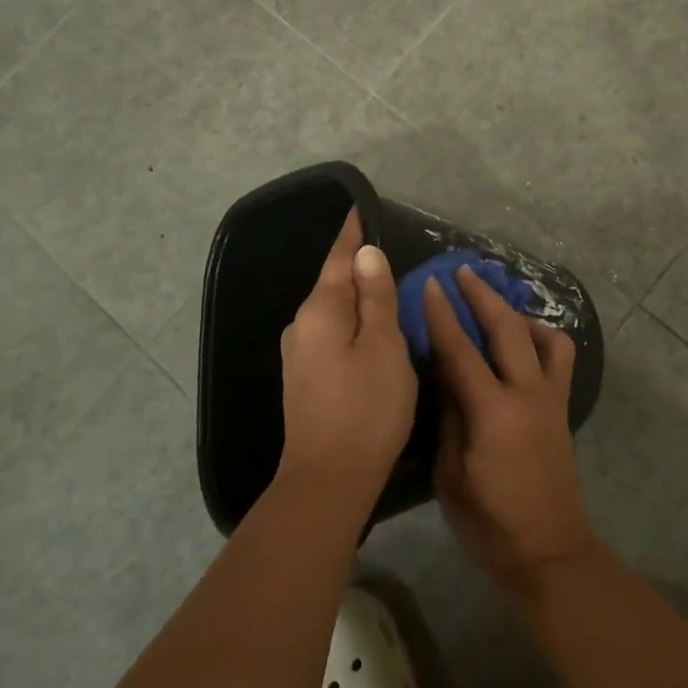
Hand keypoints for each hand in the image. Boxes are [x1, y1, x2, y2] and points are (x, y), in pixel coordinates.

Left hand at [279, 210, 416, 495]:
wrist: (328, 480)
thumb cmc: (366, 408)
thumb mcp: (384, 346)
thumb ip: (376, 297)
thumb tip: (366, 253)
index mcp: (321, 311)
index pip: (338, 258)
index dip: (352, 233)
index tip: (361, 208)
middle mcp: (302, 325)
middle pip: (333, 283)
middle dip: (357, 264)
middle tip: (387, 247)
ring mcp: (299, 354)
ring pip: (333, 310)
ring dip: (356, 295)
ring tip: (385, 285)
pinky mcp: (304, 378)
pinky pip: (331, 333)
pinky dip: (352, 322)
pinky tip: (369, 329)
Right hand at [425, 267, 595, 598]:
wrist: (548, 551)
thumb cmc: (489, 522)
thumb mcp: (451, 473)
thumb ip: (450, 417)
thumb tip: (445, 374)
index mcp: (492, 412)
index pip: (461, 349)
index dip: (442, 314)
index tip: (431, 283)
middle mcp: (527, 394)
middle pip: (507, 328)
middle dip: (483, 295)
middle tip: (463, 272)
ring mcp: (551, 399)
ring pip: (545, 337)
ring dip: (519, 313)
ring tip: (496, 309)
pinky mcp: (562, 408)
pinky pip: (558, 359)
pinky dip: (541, 340)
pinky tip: (521, 346)